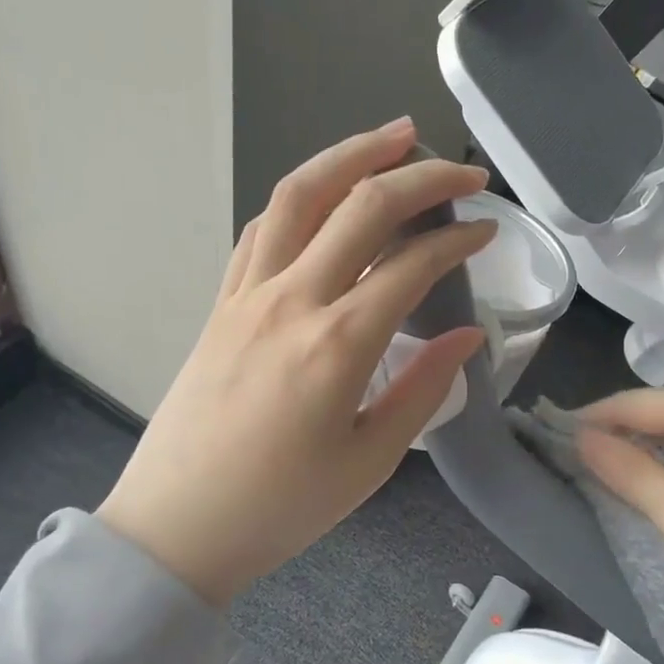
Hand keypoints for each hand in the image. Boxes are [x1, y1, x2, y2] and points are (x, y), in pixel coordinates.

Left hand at [97, 118, 494, 604]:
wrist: (175, 528)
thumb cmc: (281, 507)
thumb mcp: (371, 459)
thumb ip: (424, 388)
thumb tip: (469, 336)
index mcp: (337, 344)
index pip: (412, 264)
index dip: (458, 239)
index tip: (488, 230)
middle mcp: (291, 300)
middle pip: (360, 206)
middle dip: (420, 175)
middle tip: (462, 168)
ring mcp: (248, 294)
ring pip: (298, 195)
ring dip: (349, 155)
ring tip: (393, 136)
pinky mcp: (222, 302)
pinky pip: (262, 229)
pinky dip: (300, 197)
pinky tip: (324, 194)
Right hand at [576, 386, 663, 663]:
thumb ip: (626, 470)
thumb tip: (581, 438)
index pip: (635, 403)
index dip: (591, 420)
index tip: (550, 439)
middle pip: (659, 416)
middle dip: (616, 438)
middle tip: (571, 463)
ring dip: (643, 456)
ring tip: (601, 477)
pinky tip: (652, 489)